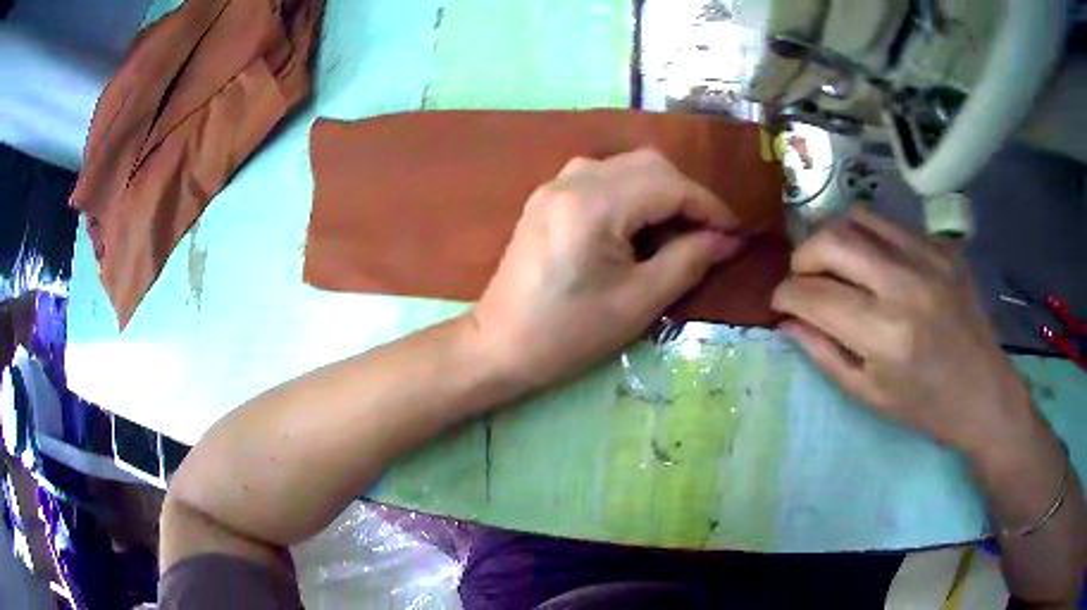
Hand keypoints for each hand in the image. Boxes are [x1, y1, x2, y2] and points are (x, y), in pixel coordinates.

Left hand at [469, 149, 743, 389]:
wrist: (499, 346)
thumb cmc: (570, 334)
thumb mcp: (639, 302)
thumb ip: (689, 260)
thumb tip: (727, 239)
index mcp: (594, 204)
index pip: (670, 185)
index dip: (710, 207)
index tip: (736, 234)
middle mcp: (573, 179)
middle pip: (649, 164)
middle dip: (687, 195)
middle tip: (709, 234)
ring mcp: (555, 184)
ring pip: (626, 166)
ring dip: (661, 190)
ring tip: (678, 231)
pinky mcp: (547, 197)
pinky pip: (602, 177)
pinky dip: (632, 192)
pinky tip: (639, 225)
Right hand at [771, 207, 1035, 454]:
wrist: (984, 392)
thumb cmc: (925, 406)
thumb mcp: (868, 394)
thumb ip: (823, 353)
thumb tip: (787, 320)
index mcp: (884, 333)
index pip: (814, 295)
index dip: (784, 294)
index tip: (779, 302)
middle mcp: (904, 283)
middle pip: (831, 239)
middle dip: (802, 256)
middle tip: (803, 278)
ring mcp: (928, 256)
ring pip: (858, 217)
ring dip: (833, 237)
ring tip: (834, 263)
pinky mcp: (942, 246)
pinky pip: (891, 225)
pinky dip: (869, 238)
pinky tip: (874, 264)